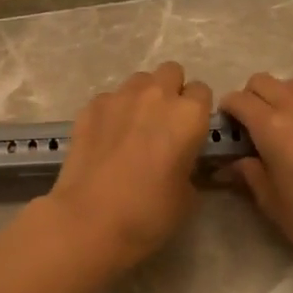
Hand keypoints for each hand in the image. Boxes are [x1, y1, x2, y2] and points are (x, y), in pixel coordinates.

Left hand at [41, 61, 213, 270]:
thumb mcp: (188, 197)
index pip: (202, 92)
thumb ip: (190, 167)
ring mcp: (119, 97)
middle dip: (171, 91)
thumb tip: (182, 162)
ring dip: (142, 97)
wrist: (90, 220)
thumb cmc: (149, 213)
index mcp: (188, 115)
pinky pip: (110, 98)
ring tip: (133, 127)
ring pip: (139, 81)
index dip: (197, 111)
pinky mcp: (90, 107)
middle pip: (171, 72)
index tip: (191, 131)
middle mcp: (156, 96)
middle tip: (164, 123)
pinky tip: (106, 138)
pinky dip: (112, 111)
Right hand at [219, 73, 292, 278]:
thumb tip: (229, 163)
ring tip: (284, 123)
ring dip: (280, 96)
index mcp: (272, 127)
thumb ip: (247, 173)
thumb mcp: (271, 202)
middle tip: (252, 126)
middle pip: (262, 81)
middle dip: (250, 98)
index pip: (238, 100)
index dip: (227, 112)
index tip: (228, 129)